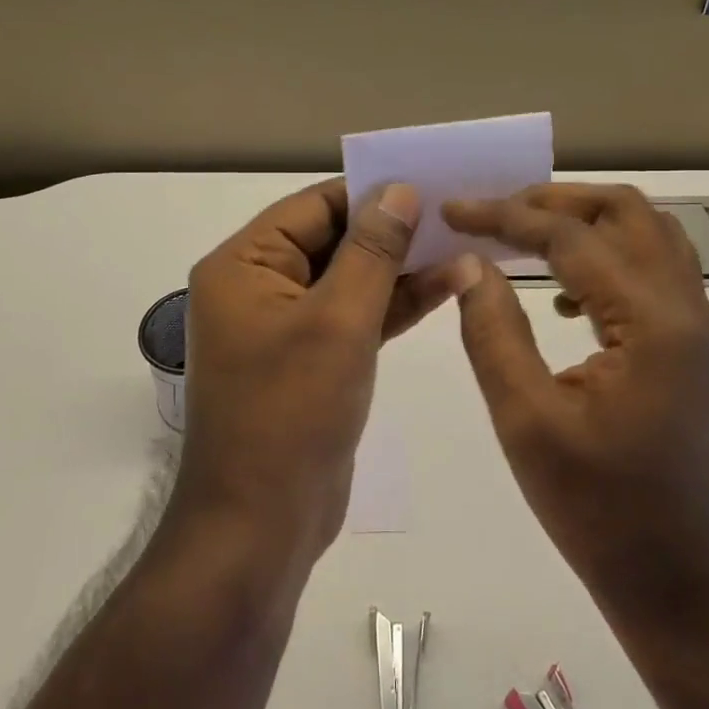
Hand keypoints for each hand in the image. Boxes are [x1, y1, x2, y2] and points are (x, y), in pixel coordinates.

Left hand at [178, 179, 456, 561]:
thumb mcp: (339, 321)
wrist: (261, 526)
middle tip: (456, 213)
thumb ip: (373, 251)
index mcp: (244, 266)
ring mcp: (285, 327)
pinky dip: (393, 305)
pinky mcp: (311, 360)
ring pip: (349, 280)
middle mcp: (258, 287)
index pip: (313, 207)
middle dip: (393, 231)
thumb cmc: (292, 412)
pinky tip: (446, 286)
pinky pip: (354, 317)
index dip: (371, 194)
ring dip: (401, 268)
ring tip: (464, 247)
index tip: (429, 182)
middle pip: (332, 241)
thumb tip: (399, 190)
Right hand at [443, 184, 708, 624]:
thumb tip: (470, 264)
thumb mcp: (528, 422)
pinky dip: (604, 258)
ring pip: (646, 235)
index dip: (505, 215)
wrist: (688, 585)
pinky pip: (651, 272)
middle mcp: (686, 309)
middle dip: (554, 200)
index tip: (453, 210)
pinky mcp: (692, 349)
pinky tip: (559, 297)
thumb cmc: (602, 512)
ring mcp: (697, 328)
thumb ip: (493, 332)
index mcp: (651, 322)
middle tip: (495, 213)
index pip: (571, 236)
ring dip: (584, 222)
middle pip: (625, 212)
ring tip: (523, 237)